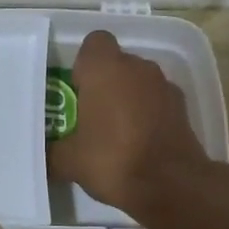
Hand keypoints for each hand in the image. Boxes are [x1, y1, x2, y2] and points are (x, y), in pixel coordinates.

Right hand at [48, 30, 212, 215]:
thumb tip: (46, 154)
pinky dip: (149, 113)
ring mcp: (164, 85)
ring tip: (118, 131)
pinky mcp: (182, 107)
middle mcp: (137, 67)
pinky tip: (141, 142)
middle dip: (106, 83)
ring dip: (129, 97)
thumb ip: (53, 150)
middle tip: (92, 114)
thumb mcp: (69, 161)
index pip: (94, 43)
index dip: (84, 64)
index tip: (78, 90)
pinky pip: (157, 100)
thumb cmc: (113, 160)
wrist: (171, 185)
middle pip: (117, 63)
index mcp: (104, 68)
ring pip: (139, 81)